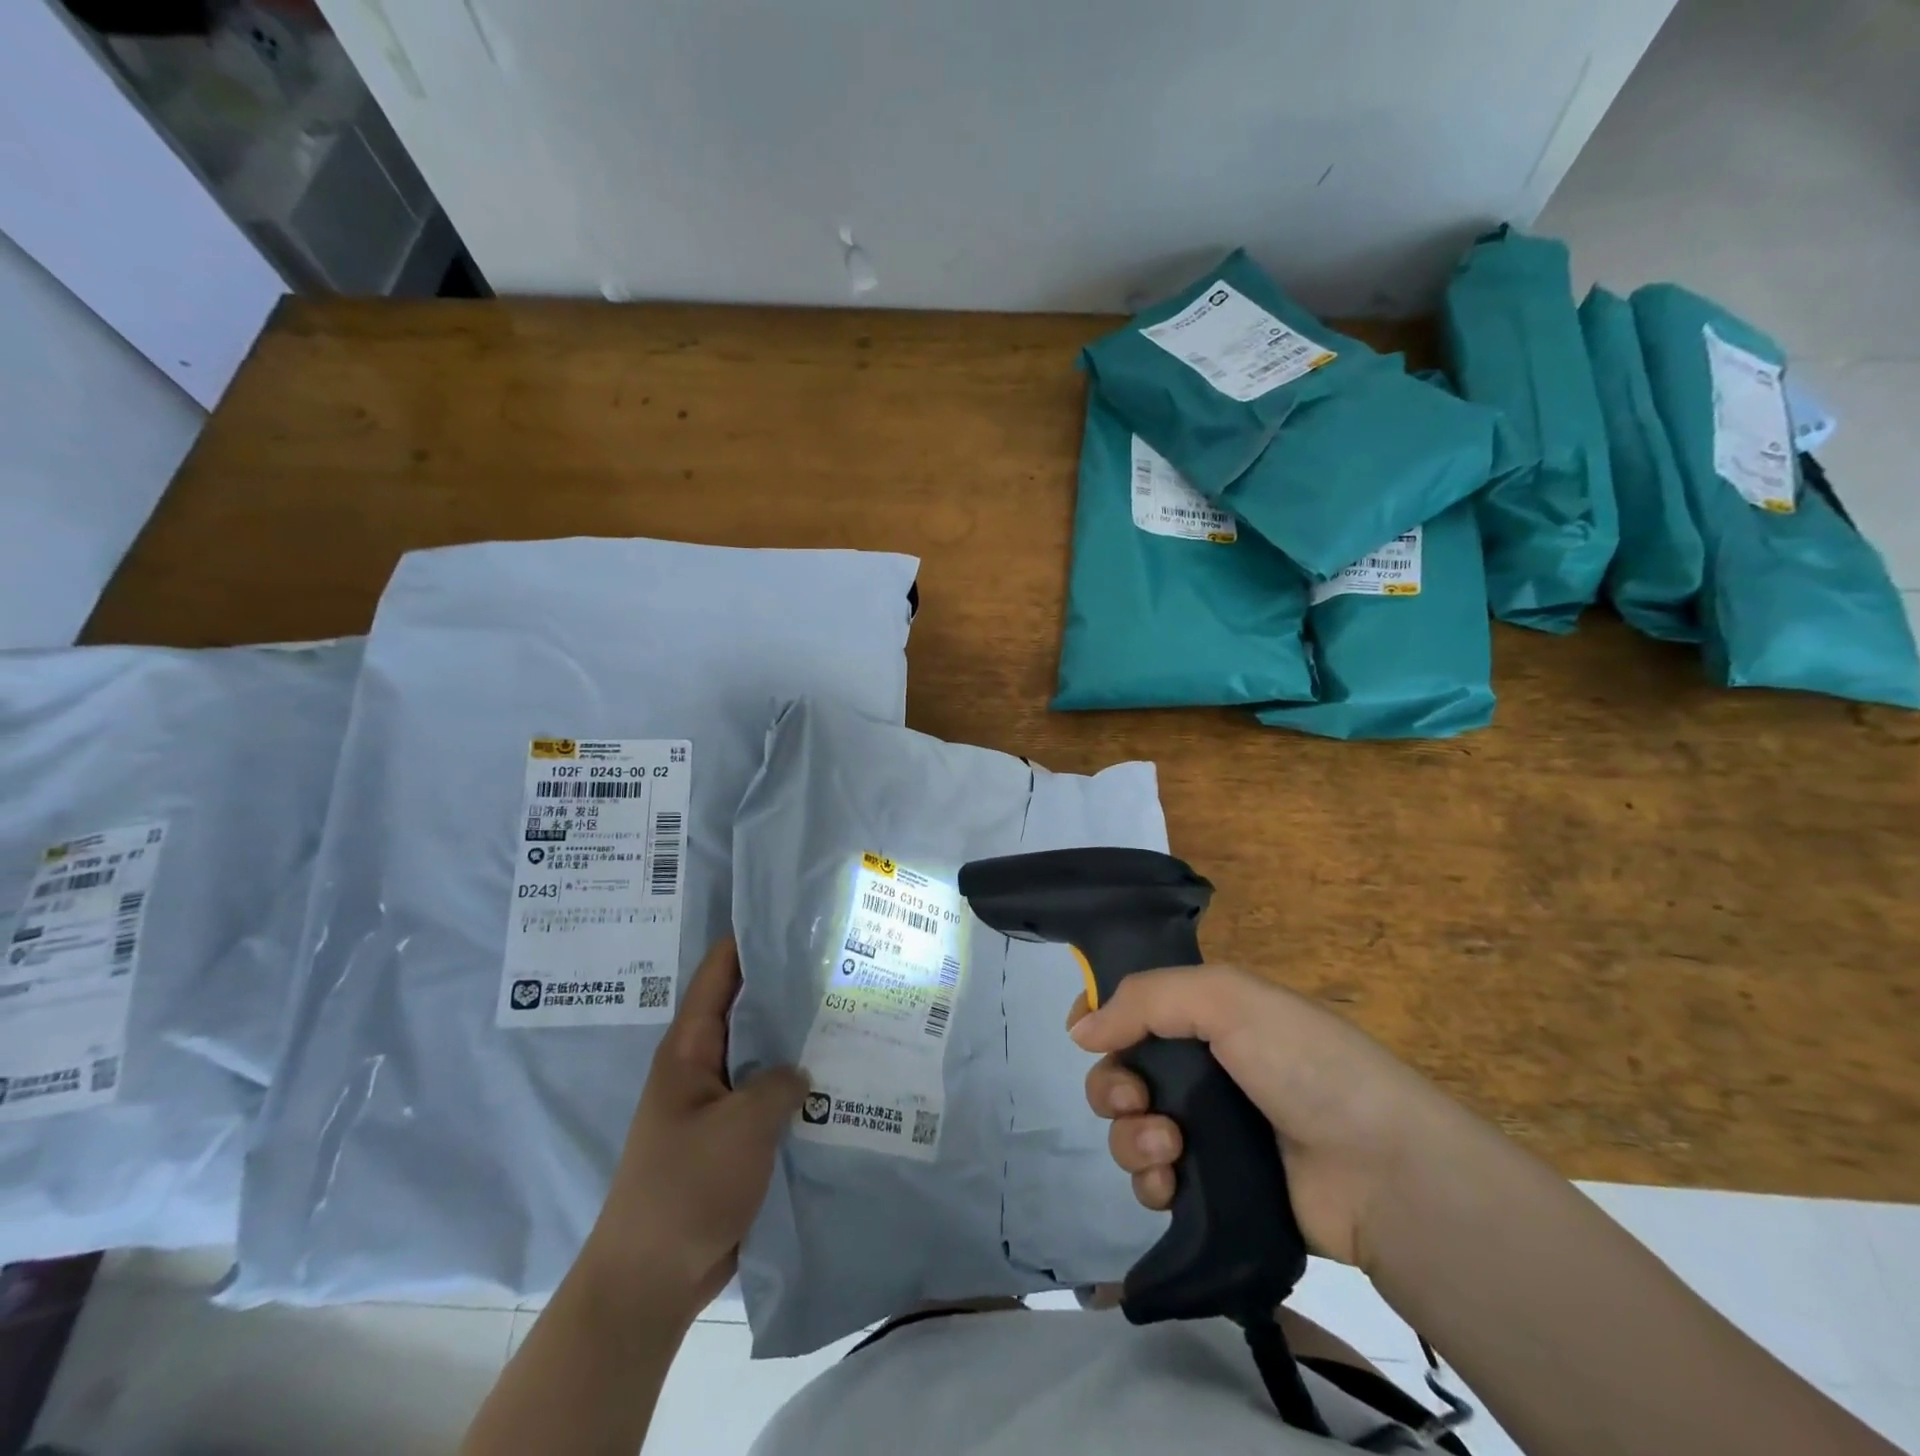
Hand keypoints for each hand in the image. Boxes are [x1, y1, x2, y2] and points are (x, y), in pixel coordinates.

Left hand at [584, 937, 806, 1316]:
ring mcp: (720, 1102)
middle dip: (789, 986)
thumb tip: (804, 1068)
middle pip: (748, 1009)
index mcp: (690, 1048)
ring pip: (764, 1053)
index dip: (750, 939)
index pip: (719, 973)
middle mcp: (704, 1065)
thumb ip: (779, 1083)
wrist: (651, 1281)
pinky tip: (842, 1078)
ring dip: (799, 1038)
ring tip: (853, 1012)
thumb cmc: (685, 1189)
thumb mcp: (740, 1127)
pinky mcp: (736, 1136)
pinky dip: (800, 1085)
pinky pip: (771, 1096)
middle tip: (843, 962)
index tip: (796, 915)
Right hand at [1070, 964, 1461, 1269]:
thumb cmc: (1303, 1064)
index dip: (1102, 1014)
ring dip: (1132, 1136)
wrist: (1381, 1171)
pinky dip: (1150, 1180)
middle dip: (1114, 1084)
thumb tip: (1079, 1030)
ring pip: (1131, 1128)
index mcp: (1208, 1016)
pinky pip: (1154, 1181)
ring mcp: (1209, 1132)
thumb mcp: (1226, 998)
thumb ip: (1145, 999)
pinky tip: (1169, 1182)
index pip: (1136, 1005)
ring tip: (1169, 1146)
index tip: (1082, 1031)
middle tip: (1136, 1098)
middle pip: (1123, 1070)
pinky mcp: (1214, 1190)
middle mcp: (1203, 1070)